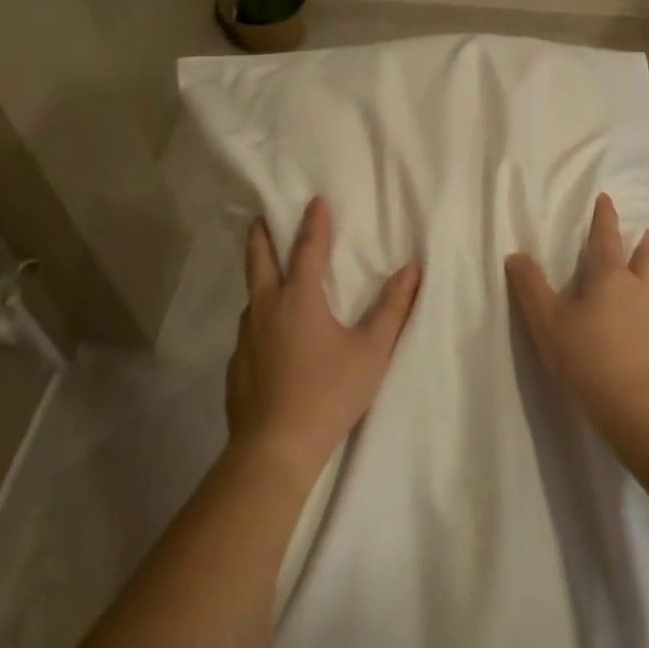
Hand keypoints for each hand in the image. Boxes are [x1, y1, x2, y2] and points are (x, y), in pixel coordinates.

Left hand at [227, 196, 420, 478]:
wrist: (275, 447)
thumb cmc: (328, 392)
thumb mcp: (371, 351)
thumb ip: (392, 308)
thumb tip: (412, 269)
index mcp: (299, 298)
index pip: (306, 249)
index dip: (313, 223)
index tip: (315, 200)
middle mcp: (266, 308)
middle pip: (259, 260)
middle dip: (261, 235)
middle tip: (259, 217)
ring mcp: (245, 337)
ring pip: (251, 296)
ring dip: (258, 277)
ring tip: (267, 276)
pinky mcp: (236, 364)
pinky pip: (248, 329)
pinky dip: (258, 318)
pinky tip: (266, 336)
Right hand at [505, 193, 648, 438]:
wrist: (638, 409)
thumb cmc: (586, 357)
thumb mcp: (546, 321)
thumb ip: (530, 286)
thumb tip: (516, 255)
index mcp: (610, 279)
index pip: (606, 238)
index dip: (605, 217)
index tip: (607, 198)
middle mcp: (642, 292)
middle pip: (645, 260)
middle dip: (643, 244)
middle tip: (646, 233)